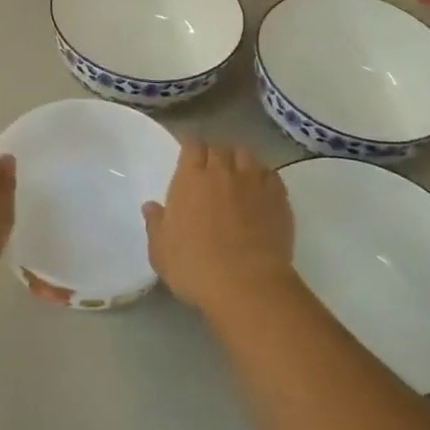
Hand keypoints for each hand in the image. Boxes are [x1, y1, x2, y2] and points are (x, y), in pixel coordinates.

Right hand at [142, 141, 294, 317]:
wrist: (246, 284)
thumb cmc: (195, 266)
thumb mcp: (161, 250)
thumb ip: (156, 224)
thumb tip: (151, 206)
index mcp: (191, 178)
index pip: (192, 145)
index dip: (191, 148)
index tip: (188, 157)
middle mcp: (223, 171)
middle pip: (220, 147)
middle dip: (215, 154)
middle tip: (211, 170)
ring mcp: (254, 182)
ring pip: (247, 155)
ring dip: (240, 161)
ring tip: (237, 176)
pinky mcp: (279, 198)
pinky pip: (271, 175)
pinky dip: (264, 177)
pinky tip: (260, 191)